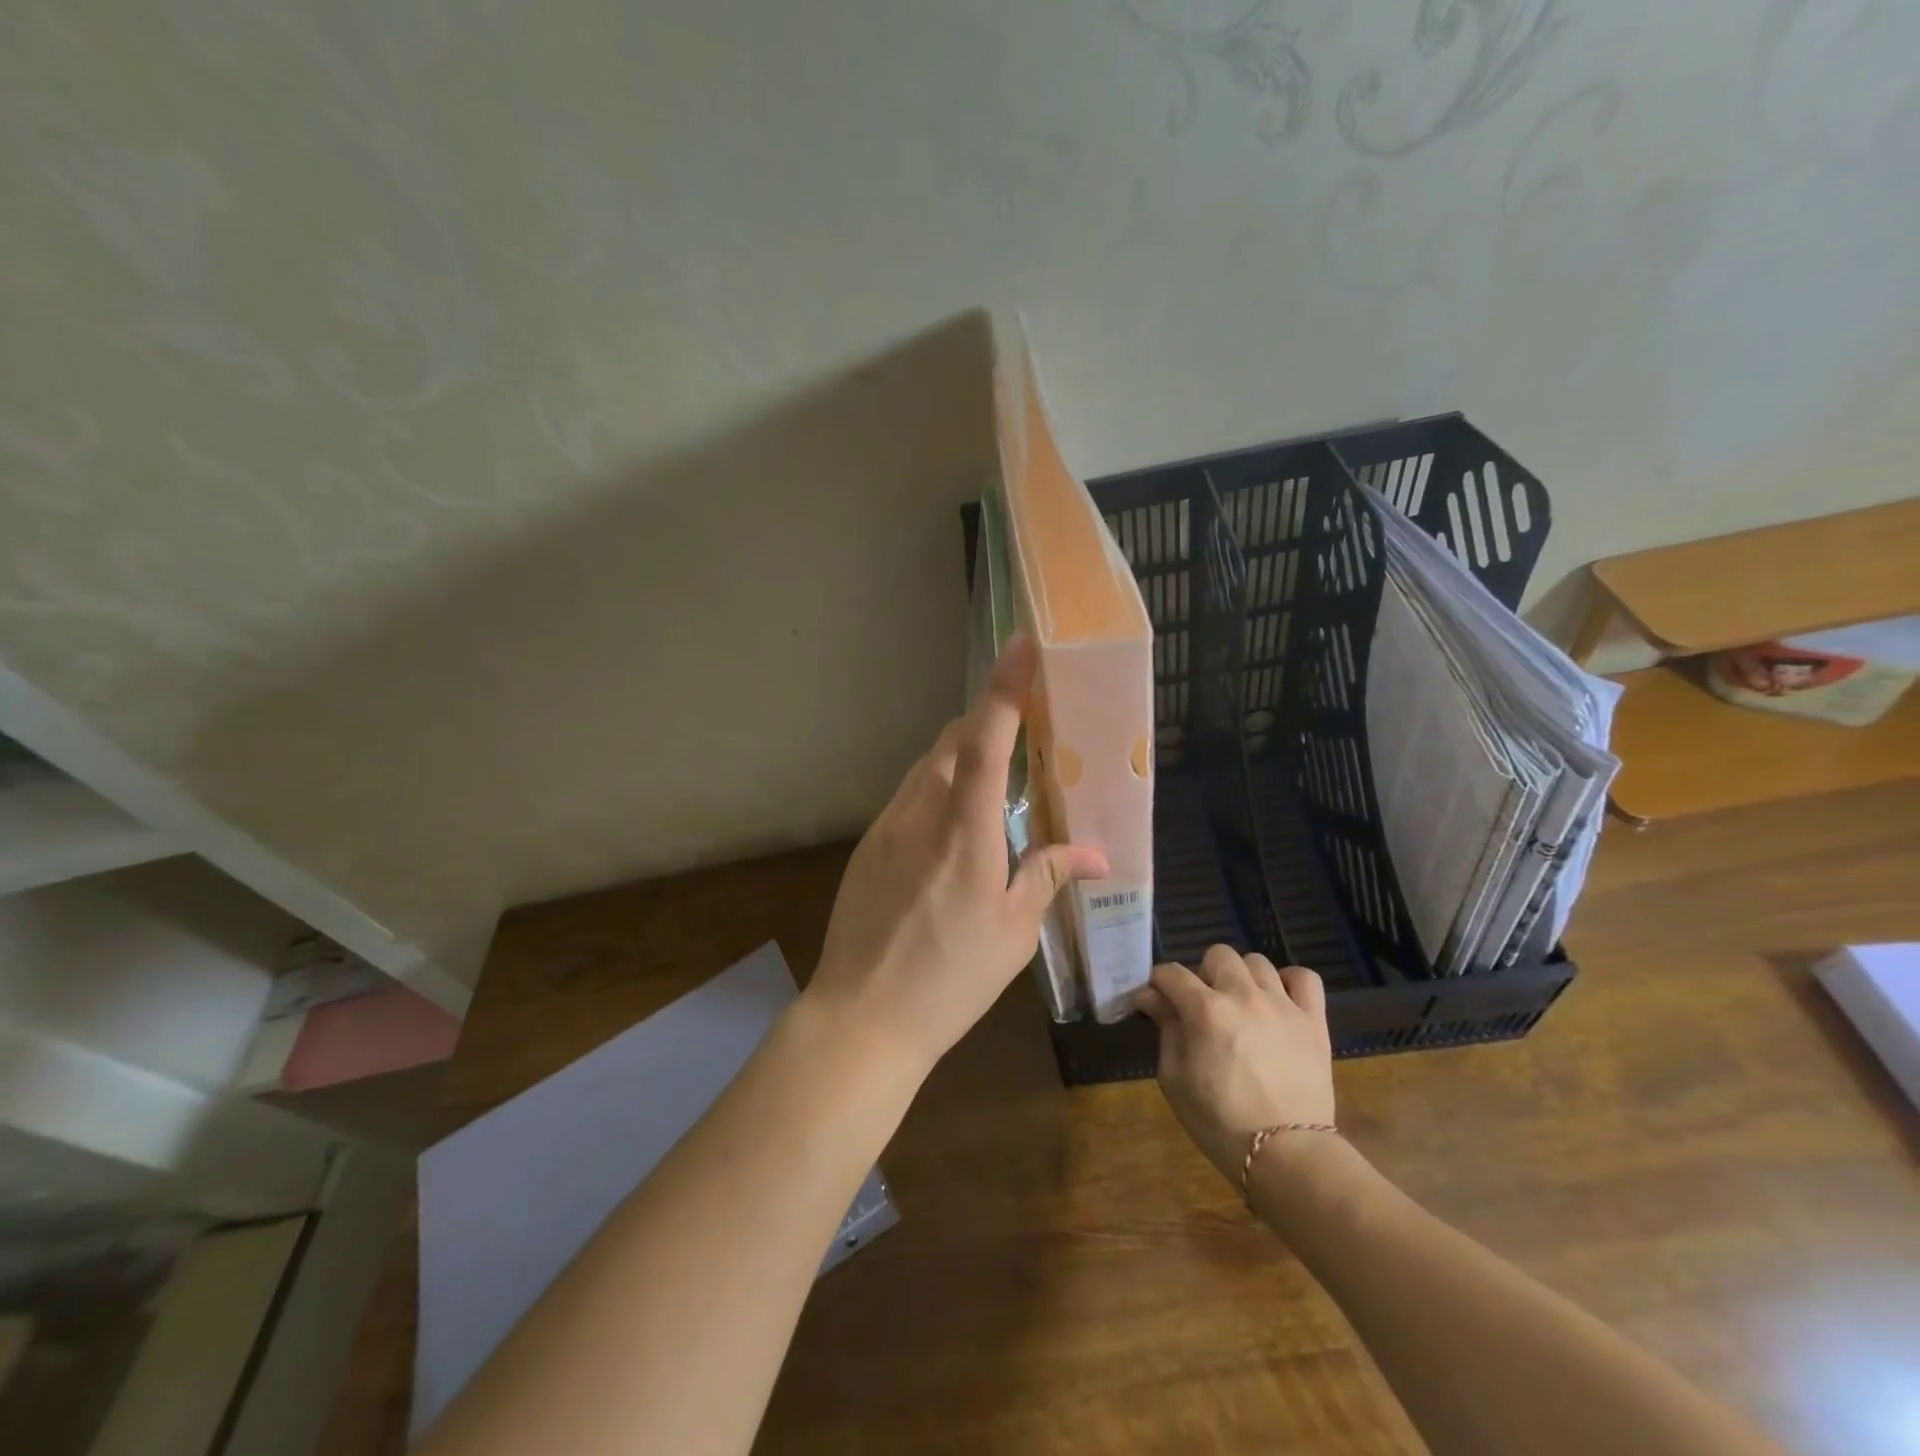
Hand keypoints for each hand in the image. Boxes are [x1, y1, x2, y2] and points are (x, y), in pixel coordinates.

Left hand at [807, 636, 1108, 1075]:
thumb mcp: (1012, 932)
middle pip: (953, 742)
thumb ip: (1048, 877)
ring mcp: (886, 827)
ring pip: (928, 766)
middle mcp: (920, 815)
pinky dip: (938, 787)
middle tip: (1022, 726)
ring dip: (962, 754)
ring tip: (994, 775)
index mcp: (964, 834)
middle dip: (987, 721)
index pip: (986, 742)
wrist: (862, 1016)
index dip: (1005, 688)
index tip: (1021, 644)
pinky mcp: (868, 845)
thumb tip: (1094, 854)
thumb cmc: (950, 979)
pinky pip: (910, 795)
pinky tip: (954, 823)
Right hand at [1135, 945, 1334, 1183]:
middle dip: (1202, 973)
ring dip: (1242, 977)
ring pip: (1257, 962)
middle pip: (1217, 955)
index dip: (1157, 984)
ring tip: (1240, 1004)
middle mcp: (1243, 995)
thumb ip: (1165, 1030)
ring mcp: (1283, 1004)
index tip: (1153, 1001)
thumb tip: (1150, 998)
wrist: (1286, 1156)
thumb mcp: (1175, 1079)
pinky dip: (1289, 982)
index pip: (1171, 973)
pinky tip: (1278, 1000)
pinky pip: (1305, 978)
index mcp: (1205, 1009)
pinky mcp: (1313, 1020)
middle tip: (1201, 1004)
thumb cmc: (1219, 1122)